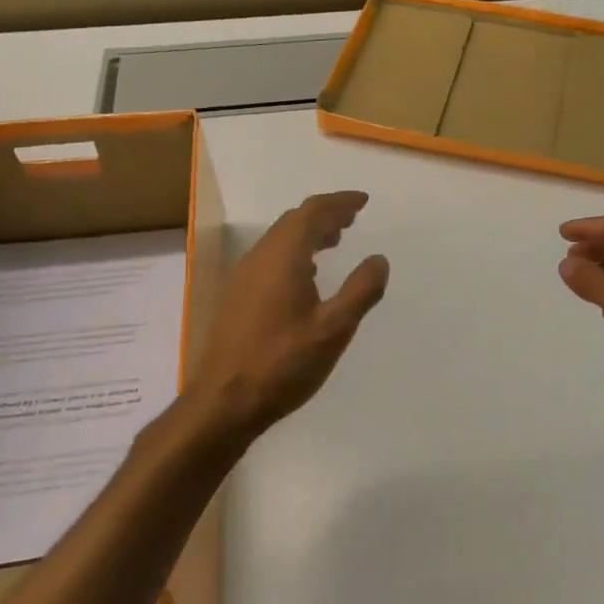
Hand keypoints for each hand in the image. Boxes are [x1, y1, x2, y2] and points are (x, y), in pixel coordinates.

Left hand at [192, 191, 389, 435]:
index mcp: (283, 257)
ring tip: (334, 241)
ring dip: (307, 233)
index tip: (362, 202)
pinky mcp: (237, 297)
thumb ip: (361, 290)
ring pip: (279, 240)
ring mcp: (243, 277)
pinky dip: (293, 252)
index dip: (339, 203)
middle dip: (324, 215)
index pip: (312, 212)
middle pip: (293, 221)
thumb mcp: (333, 329)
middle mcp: (259, 258)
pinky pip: (269, 258)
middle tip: (351, 219)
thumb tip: (378, 259)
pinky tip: (305, 275)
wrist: (224, 401)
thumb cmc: (283, 363)